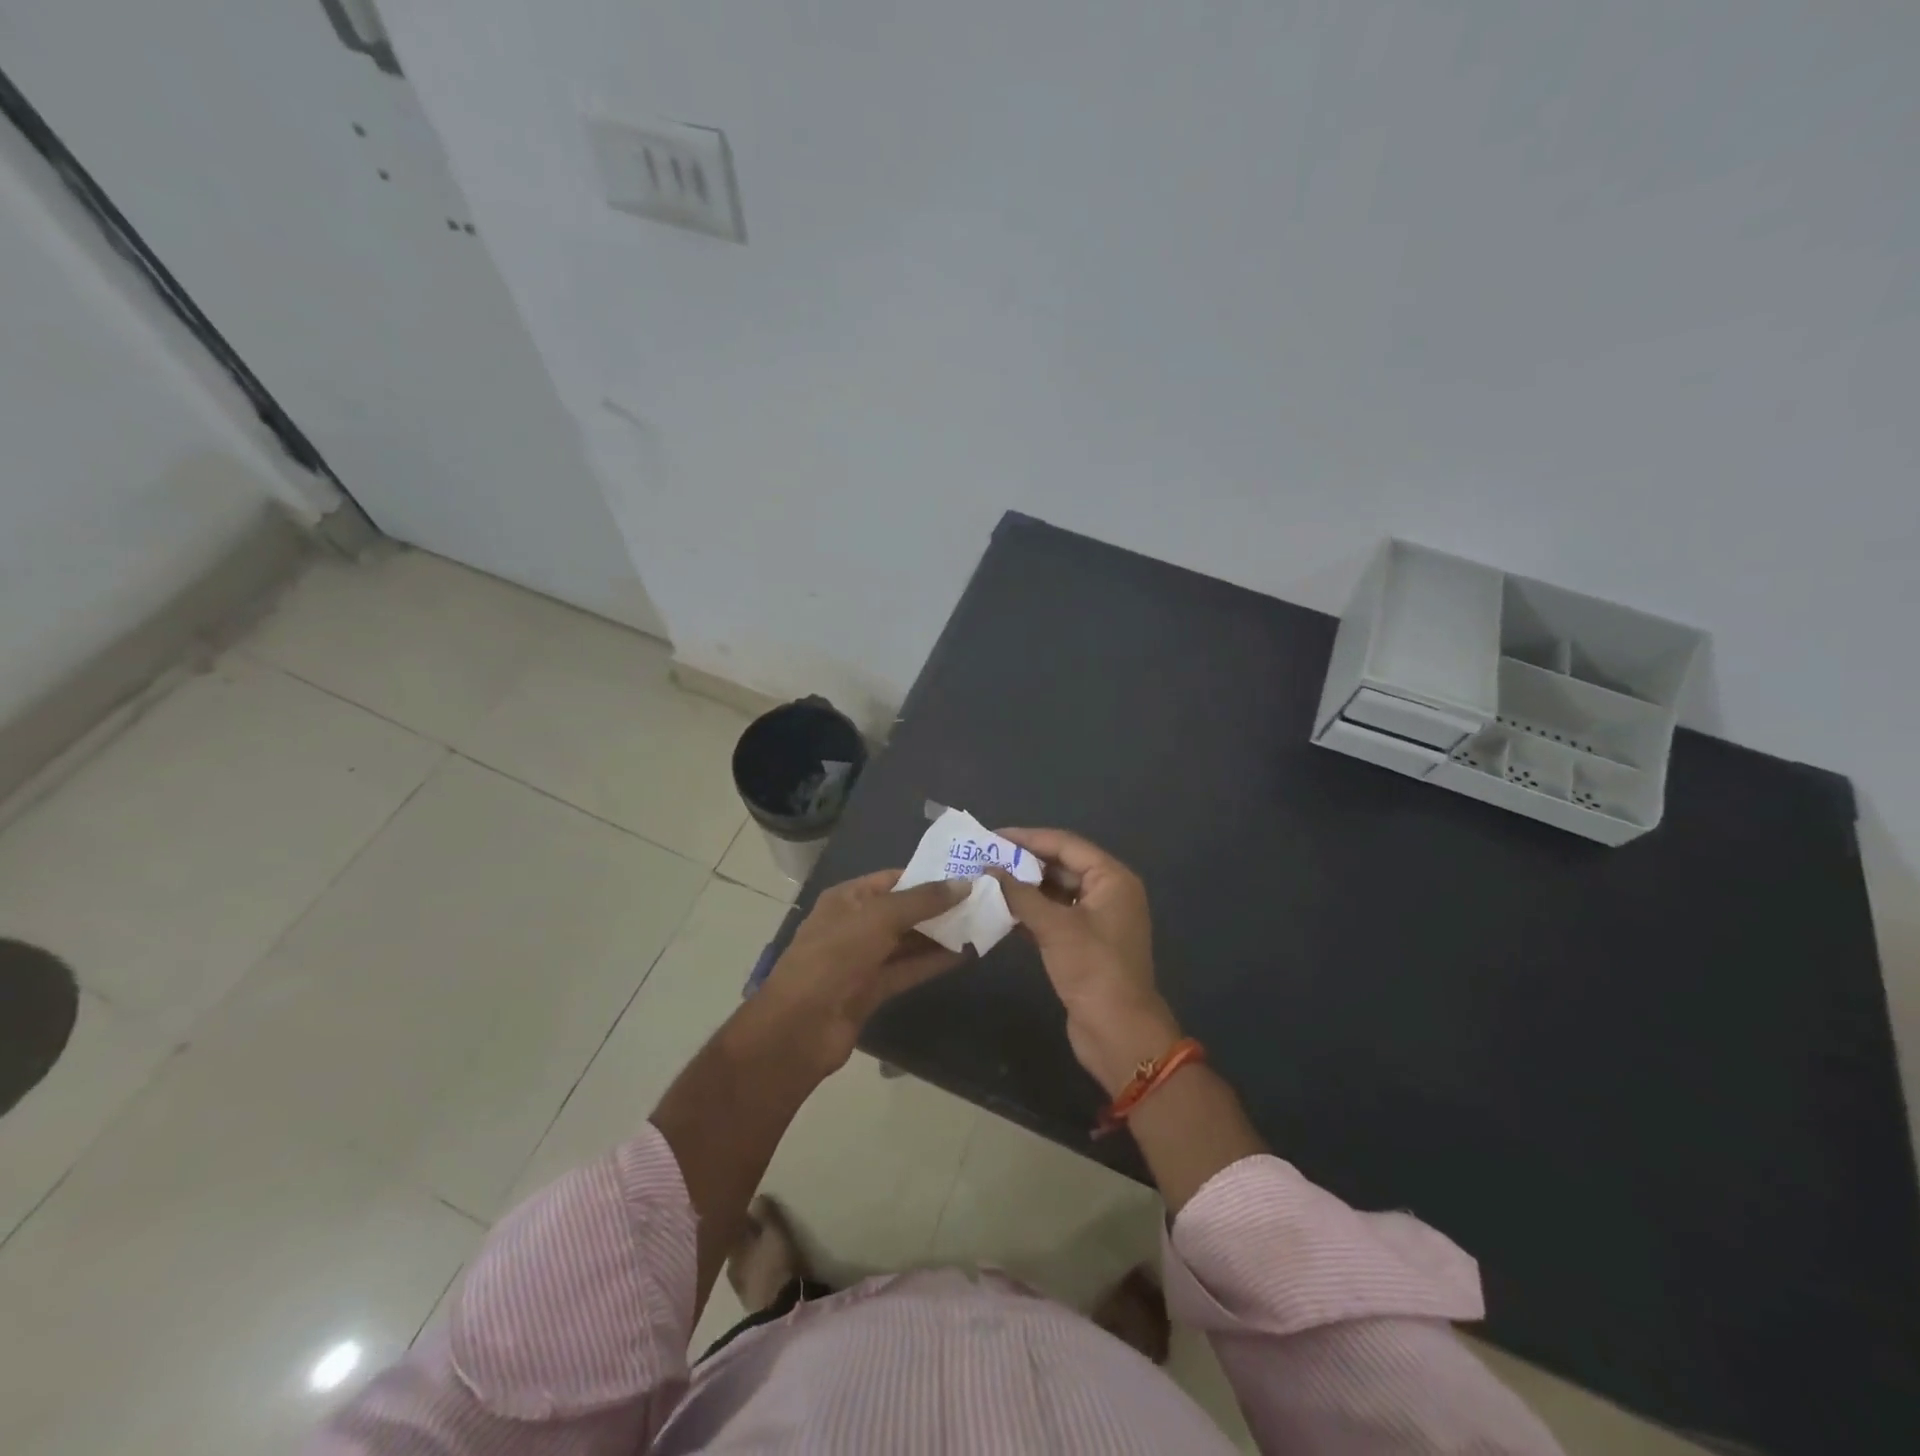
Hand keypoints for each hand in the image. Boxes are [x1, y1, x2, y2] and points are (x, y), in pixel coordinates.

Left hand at [753, 870, 966, 1073]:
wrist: (800, 1026)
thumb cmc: (835, 957)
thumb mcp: (879, 918)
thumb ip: (923, 900)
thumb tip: (965, 884)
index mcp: (847, 898)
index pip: (893, 879)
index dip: (927, 875)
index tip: (965, 874)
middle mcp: (855, 924)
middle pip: (903, 910)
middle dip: (939, 906)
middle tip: (982, 899)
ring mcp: (863, 959)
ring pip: (908, 941)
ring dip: (940, 934)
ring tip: (981, 923)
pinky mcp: (873, 990)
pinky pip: (908, 969)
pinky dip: (934, 962)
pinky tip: (965, 954)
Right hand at [986, 830, 1182, 1095]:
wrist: (1118, 1032)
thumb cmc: (1093, 969)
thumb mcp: (1055, 927)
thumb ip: (1020, 894)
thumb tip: (988, 870)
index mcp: (1112, 878)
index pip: (1066, 844)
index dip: (1028, 838)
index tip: (992, 836)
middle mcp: (1108, 892)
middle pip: (1061, 865)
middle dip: (1023, 863)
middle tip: (984, 858)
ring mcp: (1097, 919)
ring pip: (1055, 892)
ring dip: (1024, 888)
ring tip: (986, 881)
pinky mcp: (1084, 943)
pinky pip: (1054, 916)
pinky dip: (1030, 912)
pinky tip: (1000, 911)